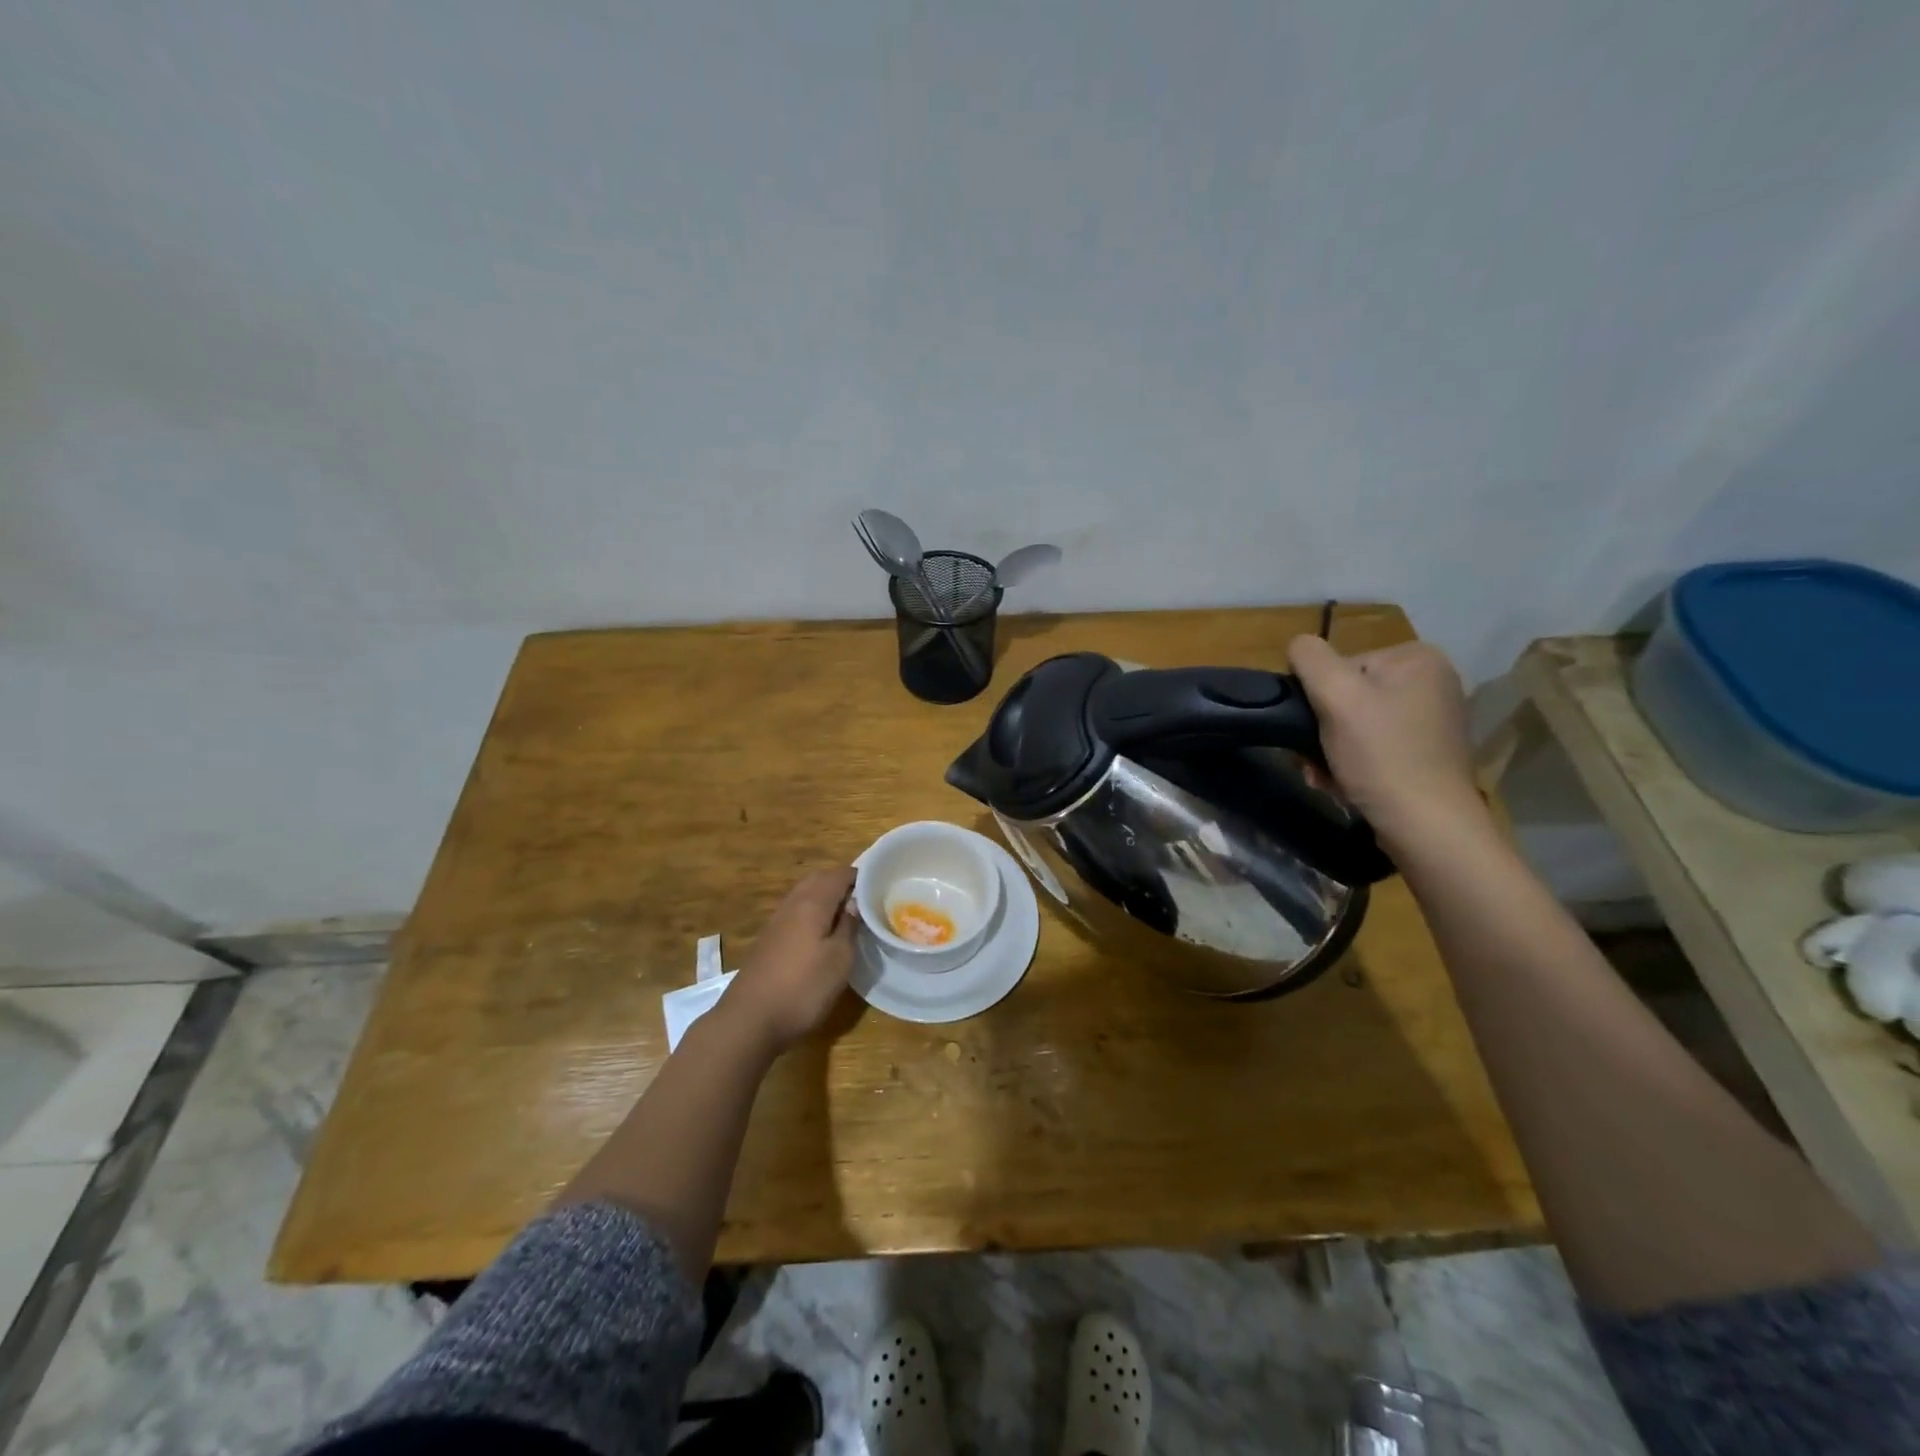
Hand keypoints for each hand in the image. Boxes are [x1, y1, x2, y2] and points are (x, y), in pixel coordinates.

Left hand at [719, 867, 857, 1054]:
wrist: (750, 1020)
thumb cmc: (803, 987)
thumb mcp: (840, 959)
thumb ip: (849, 926)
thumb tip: (854, 903)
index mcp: (812, 902)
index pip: (839, 874)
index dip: (860, 876)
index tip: (879, 887)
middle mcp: (792, 904)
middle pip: (819, 880)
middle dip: (841, 883)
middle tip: (864, 899)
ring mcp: (776, 922)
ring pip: (805, 895)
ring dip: (825, 897)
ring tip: (847, 916)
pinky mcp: (768, 940)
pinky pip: (795, 913)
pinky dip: (812, 913)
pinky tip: (821, 934)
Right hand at [1288, 635, 1488, 847]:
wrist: (1426, 826)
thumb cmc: (1381, 755)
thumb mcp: (1336, 696)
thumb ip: (1310, 659)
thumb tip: (1298, 645)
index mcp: (1417, 658)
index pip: (1340, 666)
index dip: (1319, 698)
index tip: (1314, 730)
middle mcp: (1432, 681)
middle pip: (1348, 696)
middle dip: (1323, 730)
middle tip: (1314, 761)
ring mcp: (1433, 719)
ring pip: (1356, 724)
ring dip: (1331, 750)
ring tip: (1327, 776)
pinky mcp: (1428, 753)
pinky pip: (1374, 746)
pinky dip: (1353, 763)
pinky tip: (1345, 783)